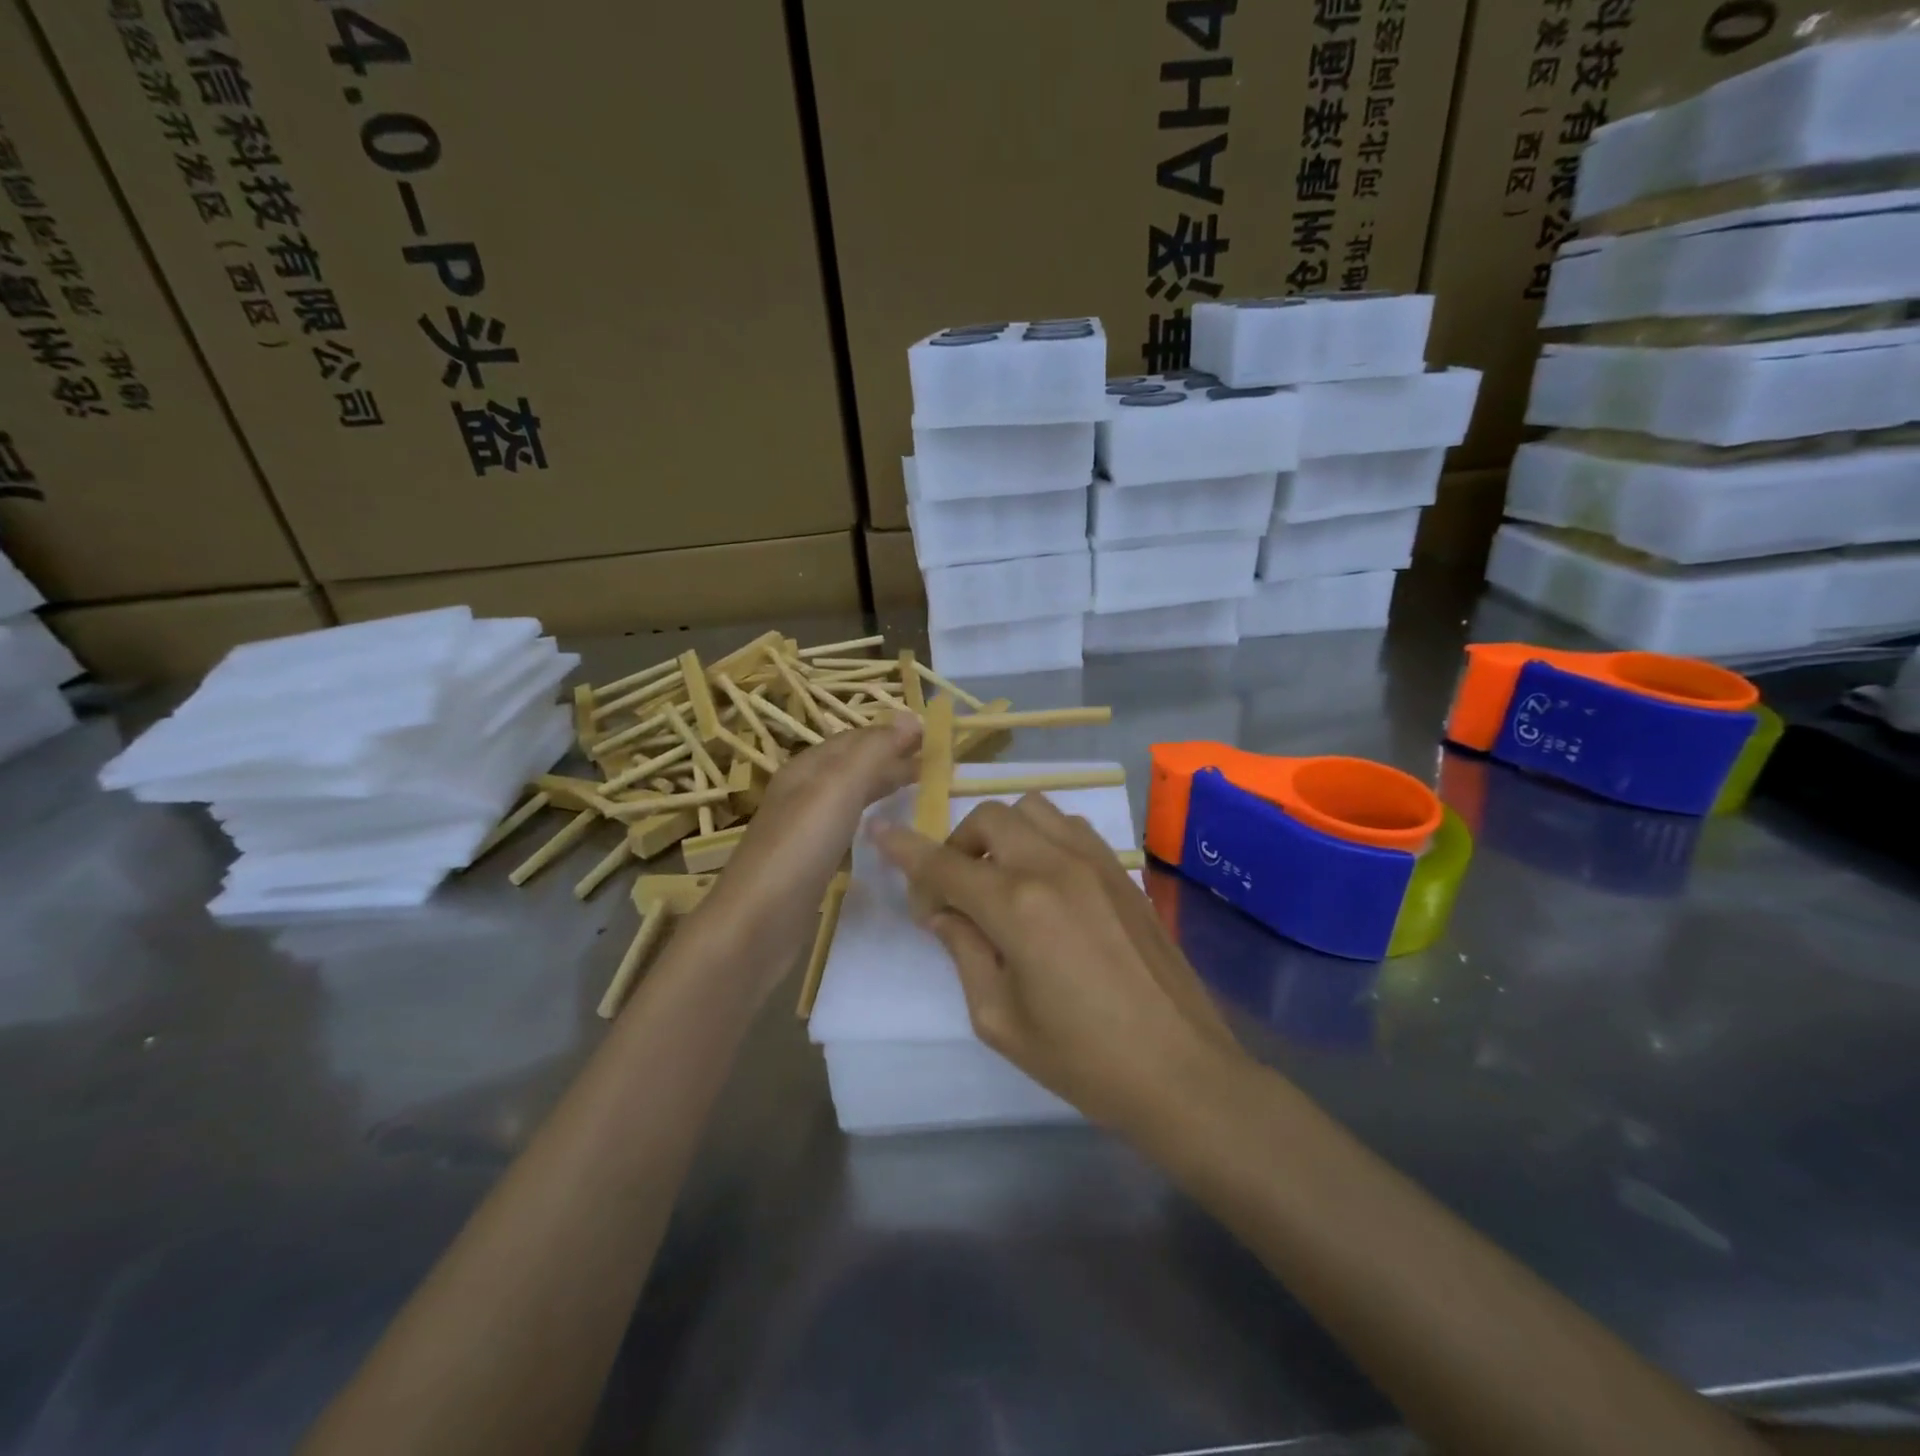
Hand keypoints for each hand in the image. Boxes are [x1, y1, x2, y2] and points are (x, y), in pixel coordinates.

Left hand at [702, 713, 921, 968]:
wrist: (756, 924)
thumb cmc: (799, 847)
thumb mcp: (838, 788)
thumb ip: (874, 752)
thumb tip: (910, 716)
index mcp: (806, 768)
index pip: (855, 739)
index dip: (892, 734)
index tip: (934, 737)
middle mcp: (803, 793)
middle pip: (852, 766)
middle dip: (891, 760)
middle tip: (935, 765)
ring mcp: (803, 830)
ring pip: (849, 797)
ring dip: (881, 788)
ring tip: (917, 791)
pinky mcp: (808, 864)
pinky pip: (845, 828)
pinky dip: (869, 820)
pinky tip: (881, 832)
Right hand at [874, 794, 1245, 1130]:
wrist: (1179, 1069)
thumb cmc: (1081, 1058)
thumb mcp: (999, 1018)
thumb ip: (964, 951)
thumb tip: (942, 911)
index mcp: (1017, 907)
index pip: (945, 865)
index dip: (905, 849)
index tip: (880, 833)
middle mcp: (1054, 867)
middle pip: (989, 818)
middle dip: (959, 845)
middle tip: (954, 892)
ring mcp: (1094, 863)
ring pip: (1033, 809)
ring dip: (1003, 834)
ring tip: (1001, 880)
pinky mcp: (1121, 872)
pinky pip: (1070, 827)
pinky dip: (1042, 837)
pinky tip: (1044, 881)